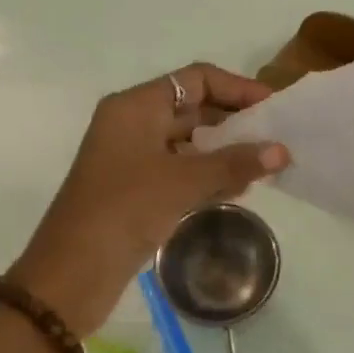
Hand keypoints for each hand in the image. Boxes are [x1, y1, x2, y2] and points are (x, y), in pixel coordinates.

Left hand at [10, 64, 289, 334]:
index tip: (274, 107)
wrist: (72, 272)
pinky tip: (237, 192)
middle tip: (277, 142)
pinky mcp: (136, 191)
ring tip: (264, 170)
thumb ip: (234, 164)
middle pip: (194, 110)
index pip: (196, 80)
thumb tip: (282, 151)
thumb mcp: (182, 182)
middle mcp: (133, 125)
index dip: (238, 88)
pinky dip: (207, 178)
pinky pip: (180, 173)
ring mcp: (133, 159)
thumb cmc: (124, 211)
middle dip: (235, 124)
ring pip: (189, 145)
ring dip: (225, 154)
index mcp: (135, 107)